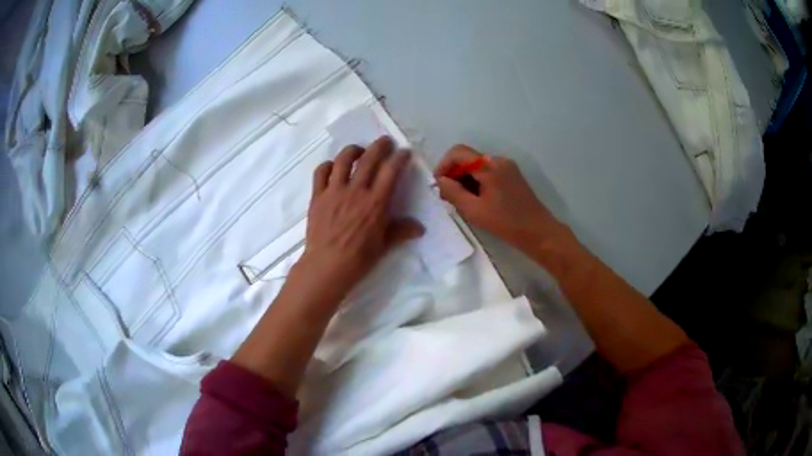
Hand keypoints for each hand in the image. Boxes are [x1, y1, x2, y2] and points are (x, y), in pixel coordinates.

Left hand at [298, 136, 423, 301]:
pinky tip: (332, 166)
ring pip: (343, 160)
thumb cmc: (359, 258)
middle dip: (379, 146)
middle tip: (385, 141)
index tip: (404, 151)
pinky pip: (321, 172)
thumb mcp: (384, 245)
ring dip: (353, 150)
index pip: (391, 171)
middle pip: (369, 159)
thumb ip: (401, 231)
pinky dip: (327, 165)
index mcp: (376, 202)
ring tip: (359, 150)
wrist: (327, 266)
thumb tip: (420, 228)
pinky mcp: (318, 196)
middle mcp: (356, 191)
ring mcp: (334, 191)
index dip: (399, 158)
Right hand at [435, 144, 565, 250]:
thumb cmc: (506, 222)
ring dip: (466, 180)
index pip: (458, 152)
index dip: (444, 166)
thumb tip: (440, 181)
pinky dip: (478, 183)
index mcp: (489, 166)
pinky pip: (488, 173)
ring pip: (477, 167)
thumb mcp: (474, 210)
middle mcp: (498, 160)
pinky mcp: (512, 176)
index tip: (439, 185)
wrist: (539, 232)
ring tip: (463, 203)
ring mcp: (507, 167)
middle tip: (449, 198)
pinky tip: (478, 202)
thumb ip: (453, 192)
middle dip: (454, 175)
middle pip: (468, 158)